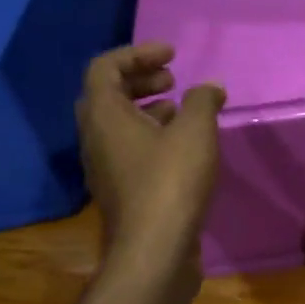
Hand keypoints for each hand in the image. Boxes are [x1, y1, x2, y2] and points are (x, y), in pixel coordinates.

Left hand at [76, 43, 225, 282]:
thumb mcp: (195, 131)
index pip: (105, 67)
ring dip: (147, 109)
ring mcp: (104, 167)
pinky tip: (183, 145)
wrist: (155, 249)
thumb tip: (210, 87)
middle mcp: (95, 138)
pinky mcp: (121, 190)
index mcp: (104, 115)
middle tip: (173, 79)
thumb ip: (202, 101)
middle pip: (108, 94)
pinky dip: (152, 135)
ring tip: (182, 108)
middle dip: (140, 80)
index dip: (137, 54)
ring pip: (118, 124)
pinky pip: (129, 148)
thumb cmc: (171, 181)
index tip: (172, 55)